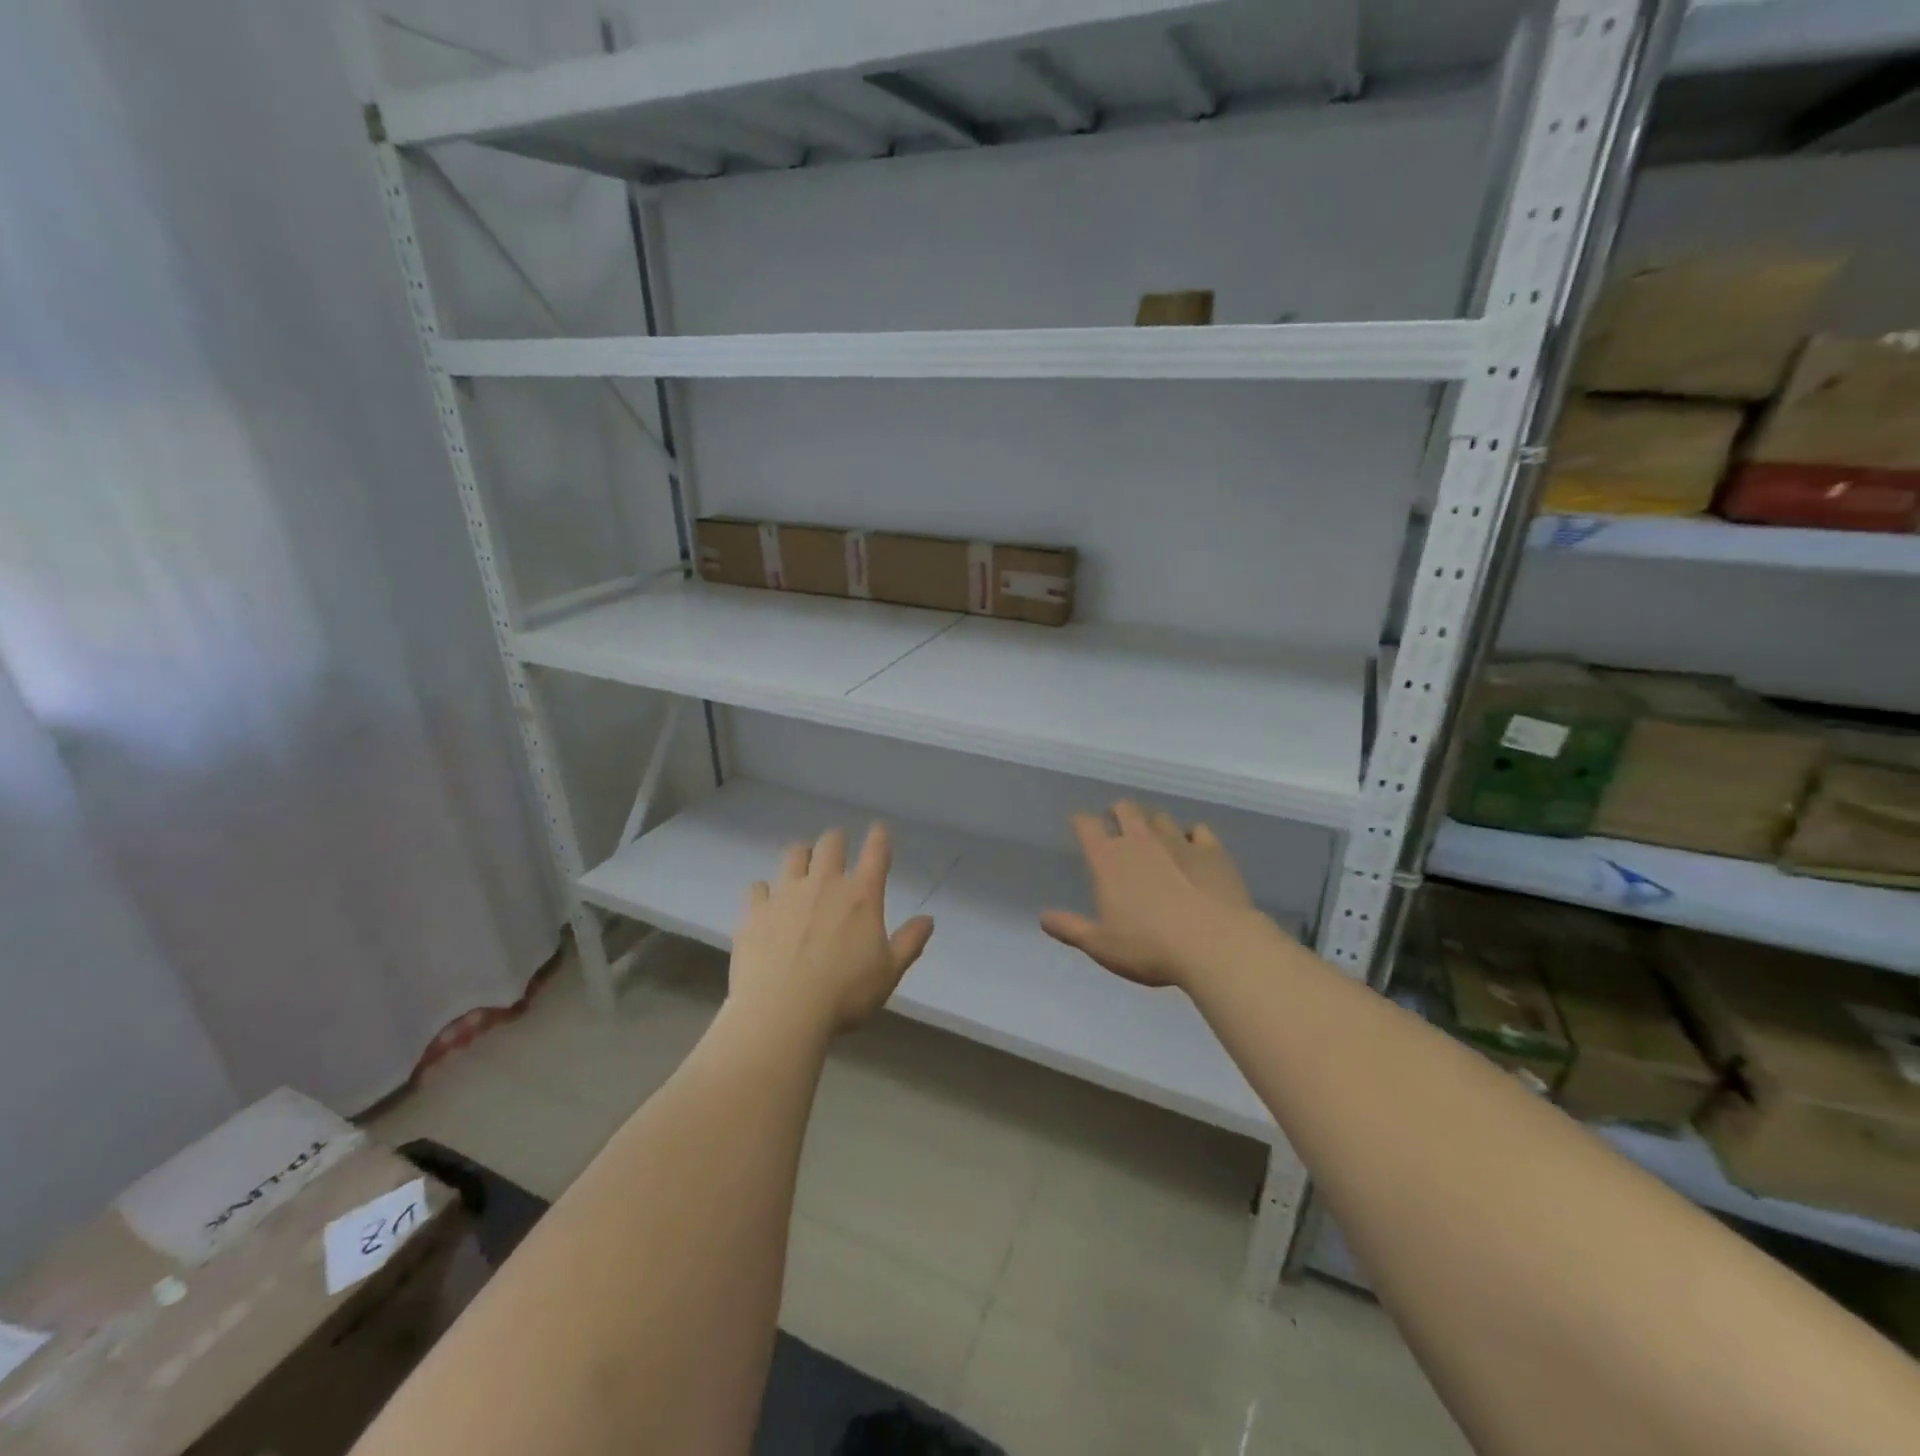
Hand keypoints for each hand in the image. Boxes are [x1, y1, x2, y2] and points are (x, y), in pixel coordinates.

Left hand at [730, 825, 934, 1034]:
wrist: (782, 1012)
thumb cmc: (844, 994)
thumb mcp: (889, 973)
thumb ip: (910, 942)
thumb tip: (928, 919)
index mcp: (861, 896)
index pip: (876, 853)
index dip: (879, 837)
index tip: (879, 830)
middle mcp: (823, 884)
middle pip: (830, 843)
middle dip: (836, 840)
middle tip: (837, 848)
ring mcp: (785, 894)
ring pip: (793, 854)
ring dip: (801, 856)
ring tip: (802, 867)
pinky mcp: (755, 911)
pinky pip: (757, 888)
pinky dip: (764, 892)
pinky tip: (766, 904)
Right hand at [1041, 802, 1267, 988]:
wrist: (1215, 945)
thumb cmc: (1150, 948)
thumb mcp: (1101, 946)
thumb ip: (1071, 929)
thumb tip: (1043, 918)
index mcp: (1108, 860)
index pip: (1086, 825)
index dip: (1081, 822)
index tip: (1080, 826)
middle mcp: (1140, 841)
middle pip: (1125, 809)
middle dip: (1118, 812)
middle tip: (1117, 826)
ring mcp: (1178, 841)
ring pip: (1160, 817)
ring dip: (1153, 823)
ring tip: (1154, 838)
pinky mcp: (1212, 850)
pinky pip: (1198, 830)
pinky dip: (1191, 835)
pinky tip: (1193, 848)